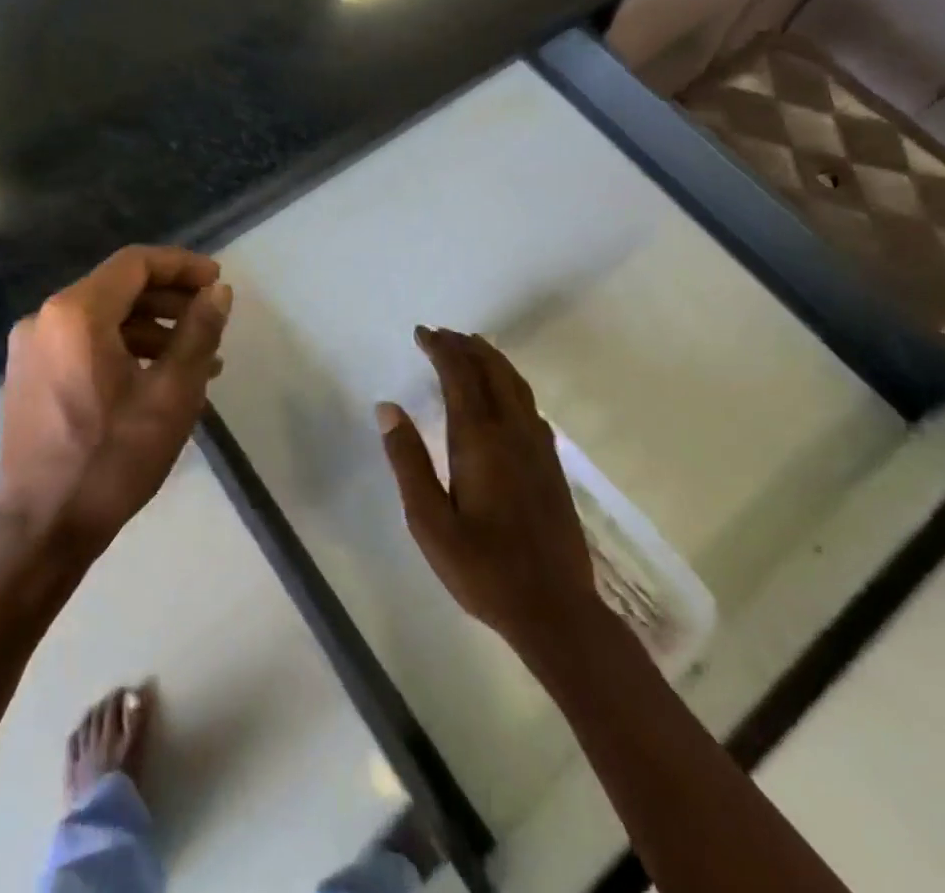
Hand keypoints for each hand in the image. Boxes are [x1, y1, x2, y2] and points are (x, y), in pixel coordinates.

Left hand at [0, 246, 232, 554]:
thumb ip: (199, 332)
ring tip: (199, 358)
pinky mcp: (29, 374)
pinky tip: (160, 377)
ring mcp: (31, 348)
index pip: (135, 264)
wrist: (44, 530)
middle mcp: (45, 318)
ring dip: (152, 328)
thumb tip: (219, 292)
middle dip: (171, 298)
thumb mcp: (172, 393)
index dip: (182, 266)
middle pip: (118, 288)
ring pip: (103, 317)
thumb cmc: (113, 459)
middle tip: (212, 318)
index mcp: (76, 313)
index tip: (217, 282)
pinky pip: (85, 343)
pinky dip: (124, 348)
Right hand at [377, 328, 615, 678]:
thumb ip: (408, 460)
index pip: (460, 375)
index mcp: (479, 439)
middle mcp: (512, 431)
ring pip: (515, 384)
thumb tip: (388, 407)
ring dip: (491, 359)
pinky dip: (510, 383)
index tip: (422, 333)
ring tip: (470, 348)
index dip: (441, 348)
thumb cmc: (483, 569)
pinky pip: (528, 404)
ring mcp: (537, 447)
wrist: (556, 610)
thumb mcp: (429, 521)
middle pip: (491, 370)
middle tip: (441, 334)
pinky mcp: (551, 464)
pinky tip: (503, 396)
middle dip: (465, 346)